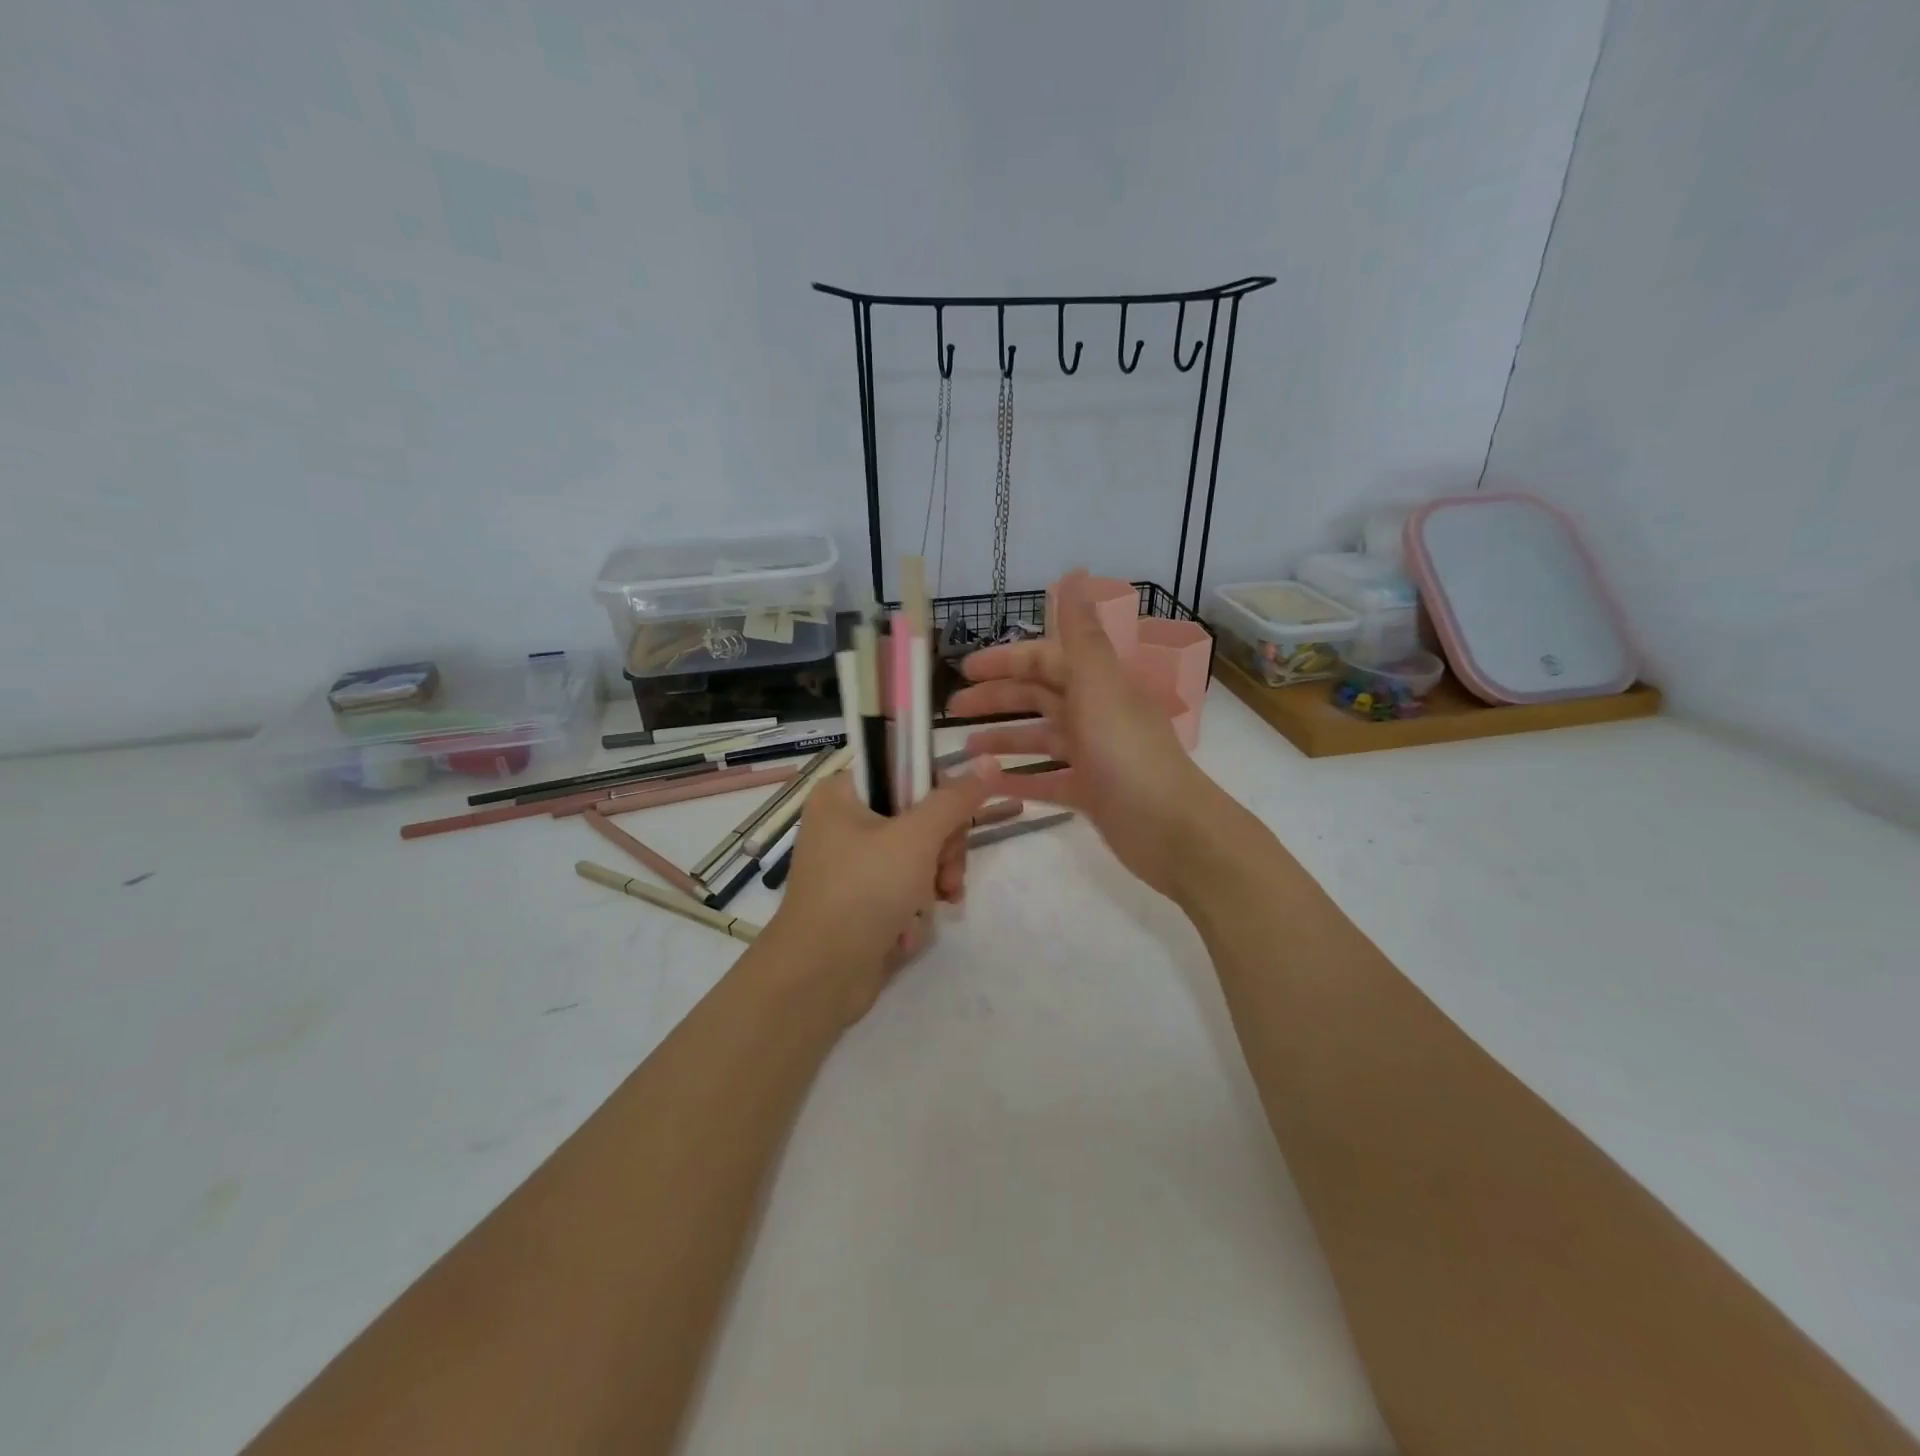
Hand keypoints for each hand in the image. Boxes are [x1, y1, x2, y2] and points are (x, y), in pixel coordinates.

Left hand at [762, 768, 990, 1022]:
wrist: (819, 977)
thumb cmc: (864, 892)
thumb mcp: (916, 838)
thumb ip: (955, 800)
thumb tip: (989, 760)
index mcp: (843, 793)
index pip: (907, 772)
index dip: (939, 797)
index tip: (956, 824)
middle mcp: (843, 822)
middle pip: (918, 817)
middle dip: (942, 850)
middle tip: (945, 875)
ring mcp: (851, 864)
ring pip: (917, 855)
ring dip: (934, 881)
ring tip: (938, 904)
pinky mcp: (859, 900)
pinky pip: (902, 888)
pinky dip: (914, 906)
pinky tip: (912, 929)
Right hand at [948, 571, 1227, 900]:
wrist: (1171, 830)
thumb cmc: (1128, 754)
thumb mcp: (1099, 687)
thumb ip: (1080, 635)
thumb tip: (1074, 573)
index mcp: (1098, 685)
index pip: (1046, 660)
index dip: (1007, 660)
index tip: (965, 668)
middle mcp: (1096, 714)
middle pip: (1039, 698)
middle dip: (997, 699)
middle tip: (953, 708)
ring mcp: (1094, 756)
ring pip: (1041, 739)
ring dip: (1004, 740)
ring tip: (964, 751)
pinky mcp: (1092, 794)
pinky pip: (1047, 781)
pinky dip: (1019, 780)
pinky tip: (988, 785)